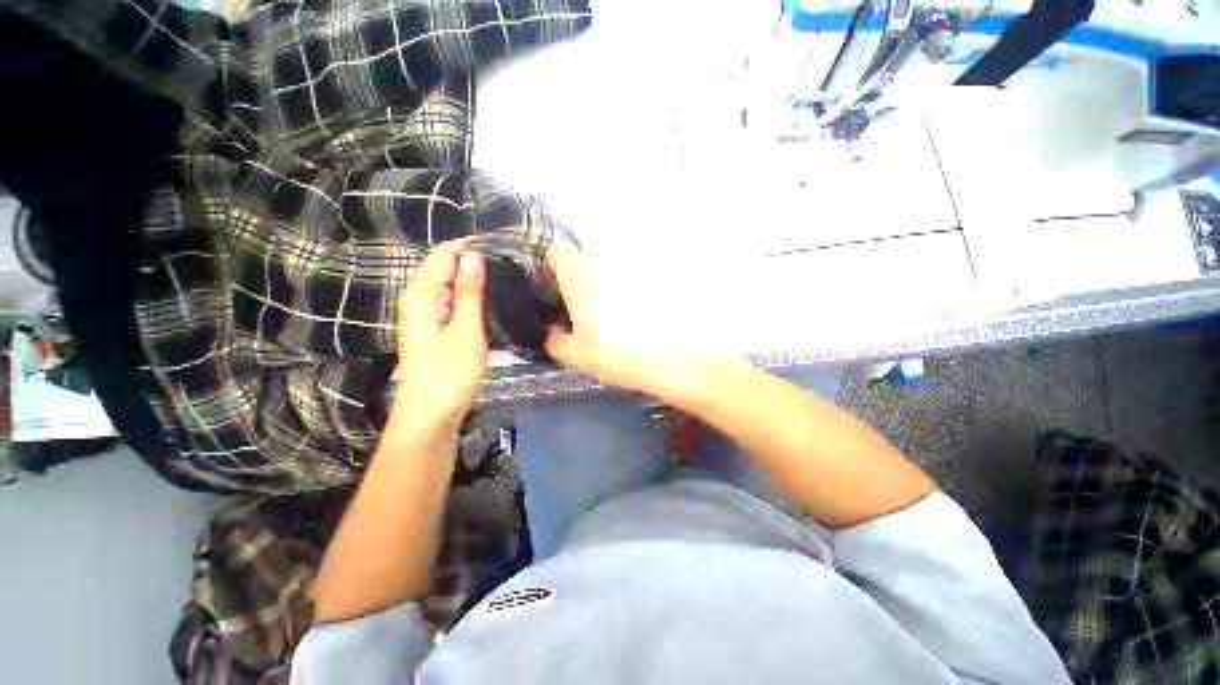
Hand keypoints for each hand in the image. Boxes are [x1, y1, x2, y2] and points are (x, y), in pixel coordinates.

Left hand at [391, 239, 487, 436]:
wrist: (430, 416)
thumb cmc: (449, 373)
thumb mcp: (465, 330)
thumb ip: (469, 292)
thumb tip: (473, 255)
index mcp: (422, 295)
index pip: (442, 254)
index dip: (468, 245)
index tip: (499, 245)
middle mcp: (419, 301)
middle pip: (444, 269)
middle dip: (473, 262)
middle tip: (508, 265)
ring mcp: (426, 317)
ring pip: (450, 288)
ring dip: (473, 282)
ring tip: (505, 280)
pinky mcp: (434, 332)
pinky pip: (452, 305)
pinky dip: (470, 301)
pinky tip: (491, 305)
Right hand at [544, 244, 698, 398]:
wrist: (680, 357)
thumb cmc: (621, 356)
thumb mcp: (577, 356)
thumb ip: (554, 339)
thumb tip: (551, 329)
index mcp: (579, 274)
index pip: (555, 253)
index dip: (554, 271)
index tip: (560, 293)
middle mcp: (606, 257)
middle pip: (586, 260)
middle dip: (584, 280)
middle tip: (593, 311)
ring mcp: (636, 260)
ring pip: (614, 266)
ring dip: (613, 282)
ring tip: (626, 314)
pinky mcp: (661, 268)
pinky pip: (639, 272)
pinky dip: (638, 286)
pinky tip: (648, 310)